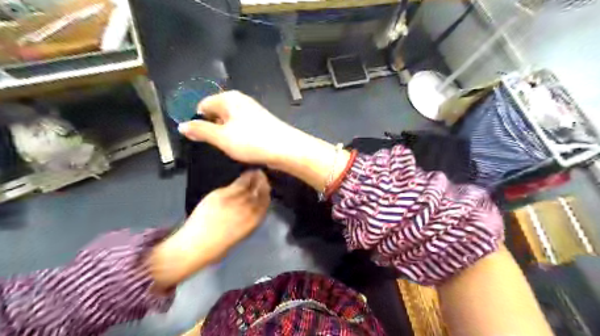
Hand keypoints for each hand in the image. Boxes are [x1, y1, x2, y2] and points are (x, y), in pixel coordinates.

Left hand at [150, 171, 272, 288]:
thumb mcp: (240, 235)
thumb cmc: (217, 246)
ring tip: (255, 173)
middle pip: (259, 191)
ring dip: (254, 177)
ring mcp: (233, 200)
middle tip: (263, 176)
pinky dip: (243, 178)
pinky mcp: (221, 195)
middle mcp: (246, 209)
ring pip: (249, 185)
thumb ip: (249, 219)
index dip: (267, 193)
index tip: (267, 187)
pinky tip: (244, 176)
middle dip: (263, 183)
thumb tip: (253, 207)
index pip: (265, 202)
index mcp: (253, 221)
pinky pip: (236, 183)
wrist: (194, 245)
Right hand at [176, 90, 295, 165]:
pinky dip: (238, 136)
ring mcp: (252, 111)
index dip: (197, 120)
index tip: (198, 138)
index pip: (203, 105)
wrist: (286, 149)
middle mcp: (240, 101)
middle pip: (216, 112)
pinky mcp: (261, 123)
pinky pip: (241, 127)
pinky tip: (241, 148)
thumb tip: (181, 126)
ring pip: (229, 122)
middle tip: (214, 145)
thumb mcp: (221, 137)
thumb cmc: (251, 141)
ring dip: (225, 134)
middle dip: (212, 128)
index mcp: (229, 99)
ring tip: (228, 148)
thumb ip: (200, 131)